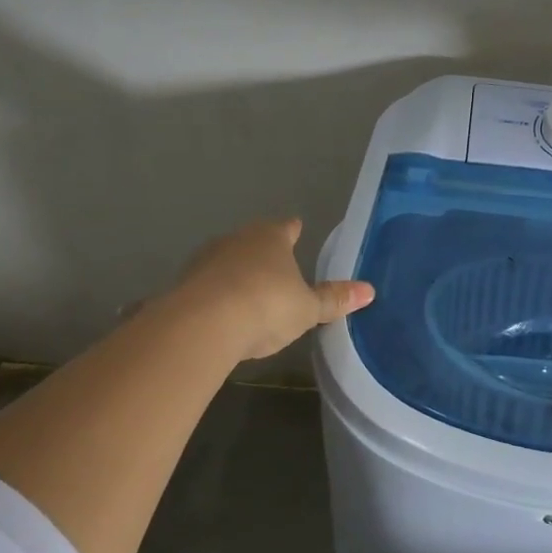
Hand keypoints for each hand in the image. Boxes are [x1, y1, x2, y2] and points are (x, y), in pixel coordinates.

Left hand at [165, 218, 373, 361]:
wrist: (201, 325)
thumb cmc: (266, 306)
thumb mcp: (307, 309)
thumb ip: (334, 299)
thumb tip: (369, 290)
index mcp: (270, 238)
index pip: (286, 228)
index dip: (293, 230)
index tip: (296, 228)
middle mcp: (236, 240)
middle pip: (253, 241)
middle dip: (263, 252)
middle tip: (276, 266)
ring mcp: (205, 260)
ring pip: (227, 261)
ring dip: (236, 273)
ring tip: (248, 292)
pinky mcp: (182, 284)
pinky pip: (206, 286)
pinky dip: (215, 295)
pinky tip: (221, 313)